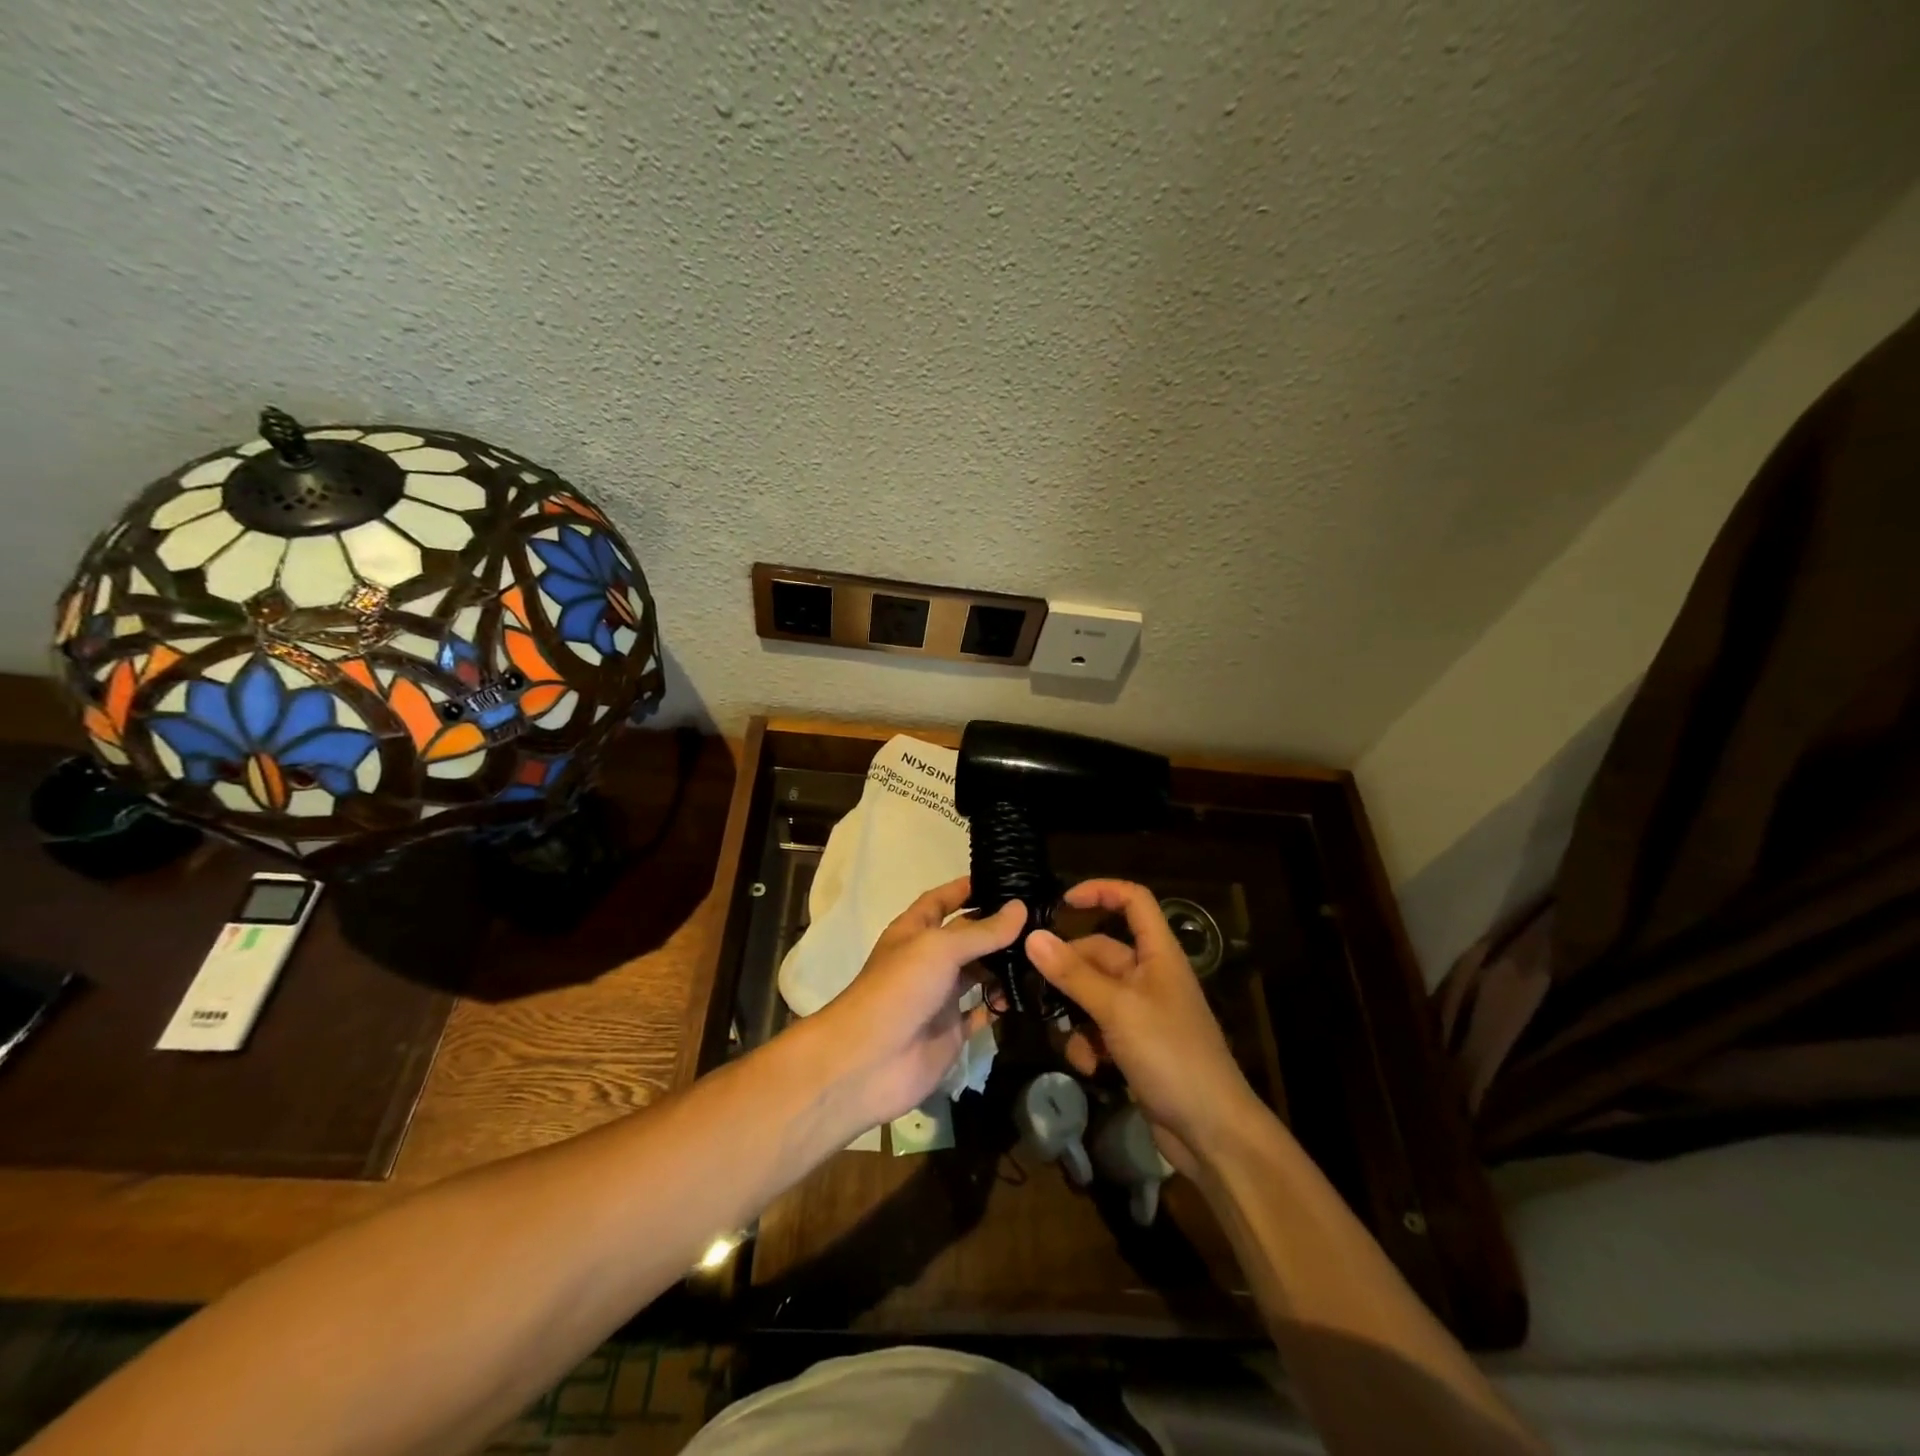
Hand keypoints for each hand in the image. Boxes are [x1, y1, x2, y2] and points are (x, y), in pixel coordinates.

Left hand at [807, 877, 1026, 1131]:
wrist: (868, 1063)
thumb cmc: (898, 989)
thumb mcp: (939, 949)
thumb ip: (982, 931)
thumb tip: (1020, 907)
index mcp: (914, 931)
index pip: (941, 900)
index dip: (967, 888)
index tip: (1005, 878)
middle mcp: (928, 960)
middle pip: (967, 937)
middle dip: (997, 928)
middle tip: (1042, 918)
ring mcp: (940, 997)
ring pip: (979, 973)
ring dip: (1005, 965)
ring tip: (1045, 953)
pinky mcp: (952, 1031)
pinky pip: (982, 1011)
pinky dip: (1003, 1003)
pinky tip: (1033, 993)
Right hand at [1025, 879, 1262, 1174]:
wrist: (1211, 1132)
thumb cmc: (1171, 1055)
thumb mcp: (1117, 1009)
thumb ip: (1073, 974)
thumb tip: (1032, 936)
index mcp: (1158, 954)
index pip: (1133, 901)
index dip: (1100, 892)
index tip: (1062, 903)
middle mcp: (1150, 976)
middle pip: (1100, 953)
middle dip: (1069, 972)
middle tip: (1037, 987)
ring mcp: (1142, 1013)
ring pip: (1092, 994)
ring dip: (1074, 1015)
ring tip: (1068, 1039)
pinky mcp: (1135, 1046)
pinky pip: (1098, 1029)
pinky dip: (1087, 1044)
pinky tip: (1089, 1068)